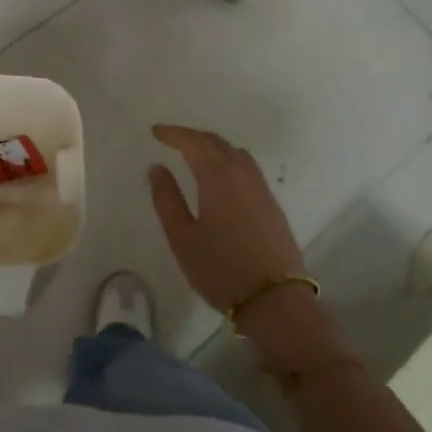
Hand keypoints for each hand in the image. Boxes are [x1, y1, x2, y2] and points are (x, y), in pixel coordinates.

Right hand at [147, 125, 304, 310]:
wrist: (275, 300)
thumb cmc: (221, 269)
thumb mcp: (182, 238)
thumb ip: (167, 199)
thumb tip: (157, 168)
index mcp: (218, 178)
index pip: (194, 143)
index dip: (174, 134)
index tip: (155, 132)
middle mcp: (242, 175)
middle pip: (216, 143)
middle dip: (192, 136)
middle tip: (171, 139)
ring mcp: (261, 189)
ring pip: (235, 153)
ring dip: (213, 146)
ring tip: (195, 153)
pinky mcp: (272, 204)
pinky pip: (247, 167)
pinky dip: (228, 159)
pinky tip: (221, 174)